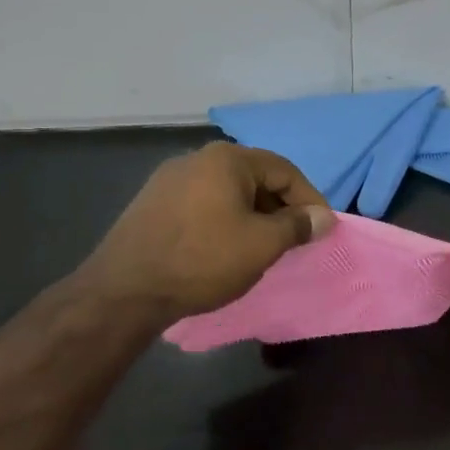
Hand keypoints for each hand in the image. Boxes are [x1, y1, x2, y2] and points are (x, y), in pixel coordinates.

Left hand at [79, 143, 334, 325]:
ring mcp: (169, 179)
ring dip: (252, 215)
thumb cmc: (203, 260)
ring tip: (262, 247)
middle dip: (280, 208)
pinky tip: (224, 248)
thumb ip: (298, 226)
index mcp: (227, 158)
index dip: (310, 200)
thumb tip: (323, 217)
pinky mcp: (152, 203)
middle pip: (255, 177)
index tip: (322, 230)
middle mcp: (197, 158)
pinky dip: (224, 221)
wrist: (125, 290)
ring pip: (227, 192)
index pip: (285, 170)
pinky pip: (203, 204)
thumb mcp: (262, 245)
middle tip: (294, 240)